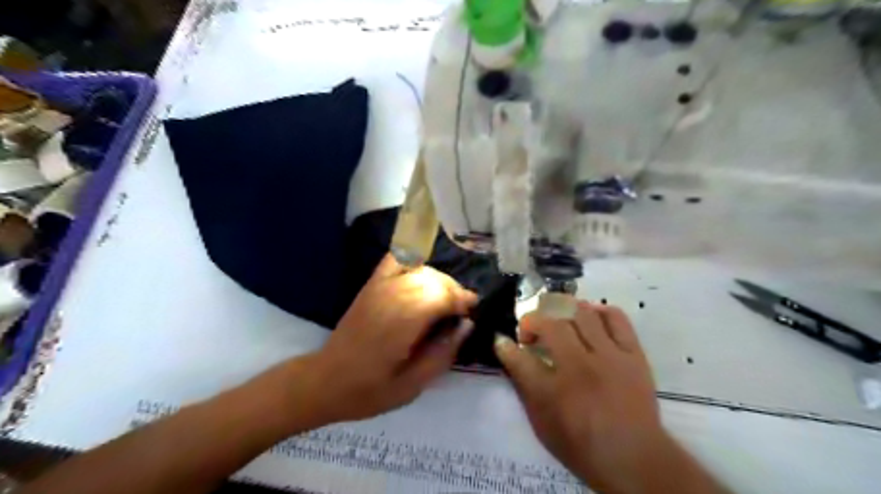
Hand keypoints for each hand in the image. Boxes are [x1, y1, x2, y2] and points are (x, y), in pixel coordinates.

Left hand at [305, 254, 478, 423]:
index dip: (463, 300)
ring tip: (445, 299)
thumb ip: (442, 354)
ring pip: (419, 268)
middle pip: (433, 279)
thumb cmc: (369, 390)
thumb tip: (466, 326)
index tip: (473, 312)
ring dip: (438, 280)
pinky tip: (422, 274)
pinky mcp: (370, 286)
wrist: (324, 381)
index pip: (441, 296)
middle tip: (461, 311)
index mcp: (402, 324)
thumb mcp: (412, 386)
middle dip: (454, 291)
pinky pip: (395, 260)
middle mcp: (391, 298)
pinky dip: (413, 259)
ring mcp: (379, 288)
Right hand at [494, 300, 667, 491]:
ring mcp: (610, 357)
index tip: (502, 340)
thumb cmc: (582, 446)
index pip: (520, 358)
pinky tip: (590, 319)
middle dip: (532, 322)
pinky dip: (599, 312)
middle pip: (550, 325)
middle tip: (531, 332)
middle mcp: (580, 367)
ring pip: (582, 313)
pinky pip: (616, 318)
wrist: (634, 459)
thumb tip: (510, 355)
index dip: (505, 346)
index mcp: (554, 392)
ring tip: (559, 321)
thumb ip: (524, 387)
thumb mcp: (542, 425)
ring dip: (562, 312)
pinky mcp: (633, 354)